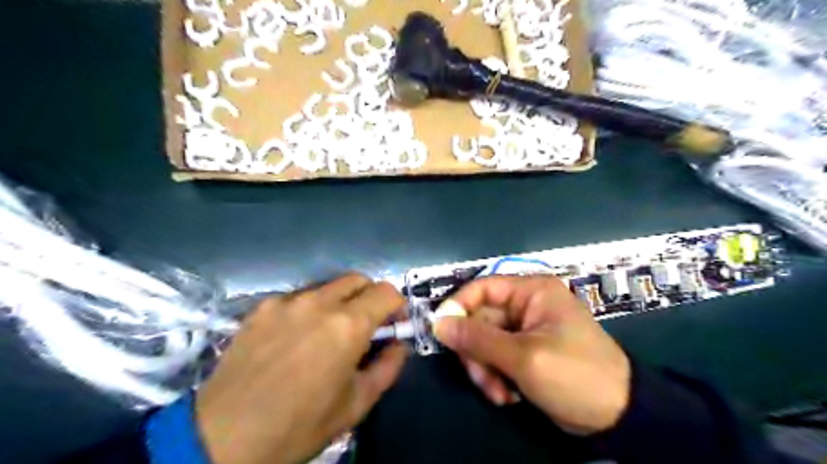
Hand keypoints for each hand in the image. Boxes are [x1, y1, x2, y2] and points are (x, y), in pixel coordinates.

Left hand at [198, 275, 409, 463]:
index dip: (397, 304)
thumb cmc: (298, 425)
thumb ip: (388, 367)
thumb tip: (398, 345)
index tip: (394, 323)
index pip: (386, 291)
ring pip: (328, 286)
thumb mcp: (356, 404)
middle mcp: (319, 302)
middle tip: (365, 325)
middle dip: (370, 297)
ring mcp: (287, 301)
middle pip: (358, 280)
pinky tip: (295, 337)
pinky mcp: (262, 307)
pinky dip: (309, 309)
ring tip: (327, 333)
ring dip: (339, 302)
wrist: (222, 438)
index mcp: (347, 325)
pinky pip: (298, 297)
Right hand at [430, 276, 630, 434]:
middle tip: (480, 378)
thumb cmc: (575, 375)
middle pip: (479, 318)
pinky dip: (495, 375)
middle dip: (476, 351)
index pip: (482, 288)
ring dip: (484, 368)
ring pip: (483, 341)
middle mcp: (525, 305)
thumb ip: (478, 339)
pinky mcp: (523, 351)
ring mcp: (524, 329)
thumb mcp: (524, 357)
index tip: (441, 332)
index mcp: (531, 292)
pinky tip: (507, 395)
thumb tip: (438, 323)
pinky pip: (494, 356)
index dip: (458, 306)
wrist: (616, 415)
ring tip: (498, 393)